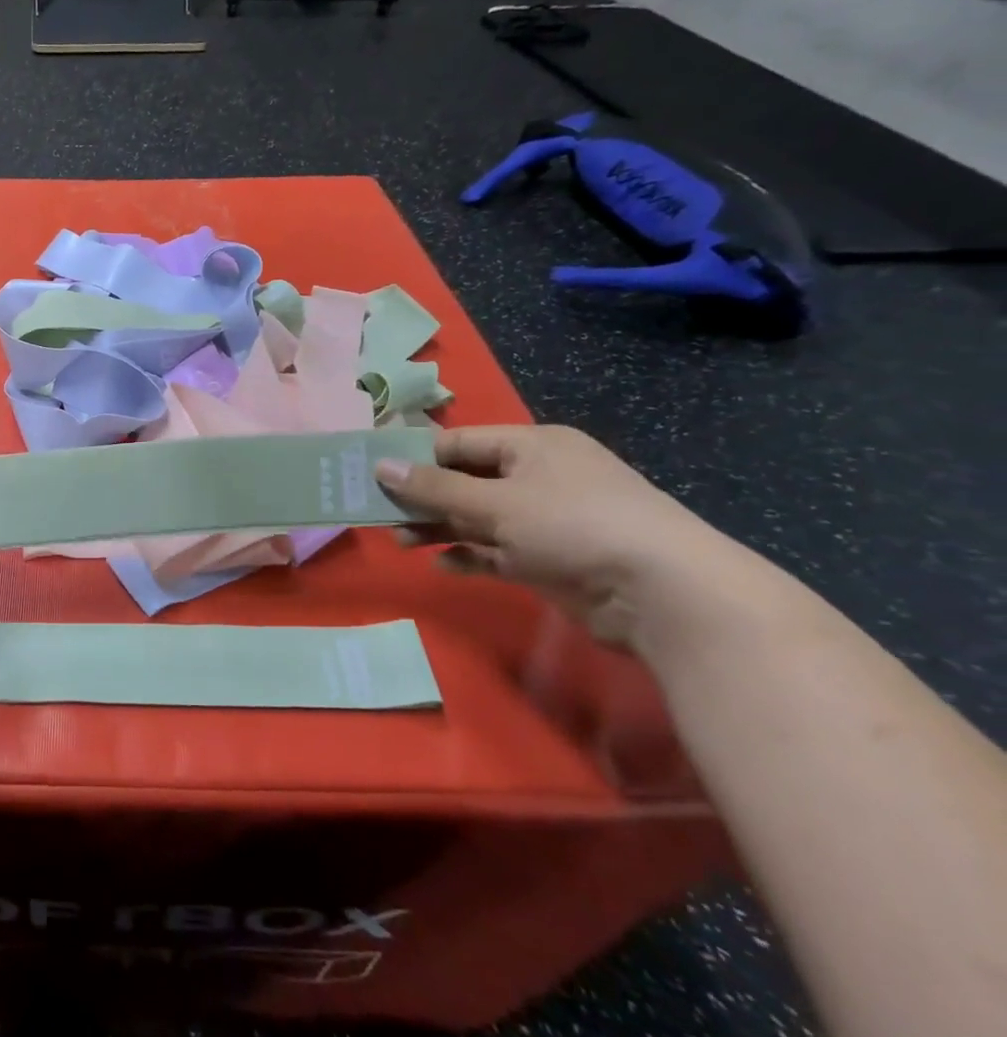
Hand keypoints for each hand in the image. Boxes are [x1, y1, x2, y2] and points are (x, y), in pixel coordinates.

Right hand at [375, 424, 729, 645]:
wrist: (663, 593)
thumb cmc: (573, 525)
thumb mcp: (495, 502)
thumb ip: (434, 488)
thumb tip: (380, 467)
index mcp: (531, 446)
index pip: (458, 443)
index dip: (415, 457)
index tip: (374, 474)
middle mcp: (538, 476)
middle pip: (465, 481)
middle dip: (423, 498)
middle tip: (380, 513)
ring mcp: (547, 519)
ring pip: (477, 518)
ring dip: (440, 528)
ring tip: (402, 543)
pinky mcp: (551, 559)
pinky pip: (497, 551)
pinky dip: (469, 555)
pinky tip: (442, 565)